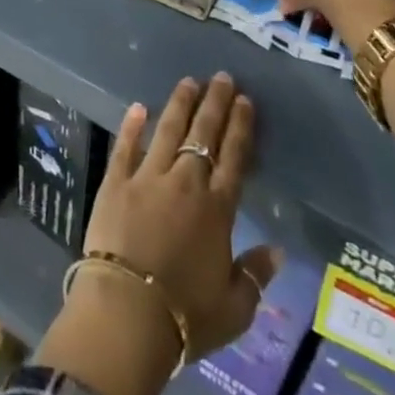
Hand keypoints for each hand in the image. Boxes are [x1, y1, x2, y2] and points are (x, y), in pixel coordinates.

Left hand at [83, 74, 280, 357]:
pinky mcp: (115, 182)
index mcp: (218, 209)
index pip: (234, 157)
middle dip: (214, 103)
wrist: (127, 313)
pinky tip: (138, 106)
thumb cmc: (185, 317)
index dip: (240, 126)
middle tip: (221, 77)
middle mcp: (186, 183)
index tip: (244, 100)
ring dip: (179, 104)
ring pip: (167, 130)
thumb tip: (278, 250)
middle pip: (203, 134)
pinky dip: (132, 125)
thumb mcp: (234, 308)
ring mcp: (148, 178)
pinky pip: (125, 146)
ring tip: (189, 81)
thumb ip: (256, 275)